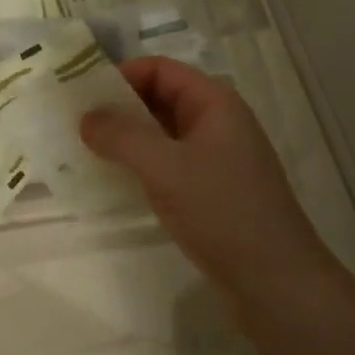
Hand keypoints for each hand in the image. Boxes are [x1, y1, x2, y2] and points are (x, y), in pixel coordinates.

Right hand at [81, 58, 337, 304]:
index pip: (160, 69)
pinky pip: (169, 163)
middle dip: (119, 107)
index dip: (121, 75)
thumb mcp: (166, 168)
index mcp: (214, 103)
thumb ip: (122, 137)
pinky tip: (115, 180)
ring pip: (162, 133)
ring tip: (87, 151)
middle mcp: (217, 122)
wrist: (278, 285)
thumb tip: (86, 118)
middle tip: (77, 124)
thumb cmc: (223, 212)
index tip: (83, 96)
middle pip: (160, 98)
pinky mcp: (212, 190)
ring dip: (127, 138)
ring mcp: (217, 158)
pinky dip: (141, 165)